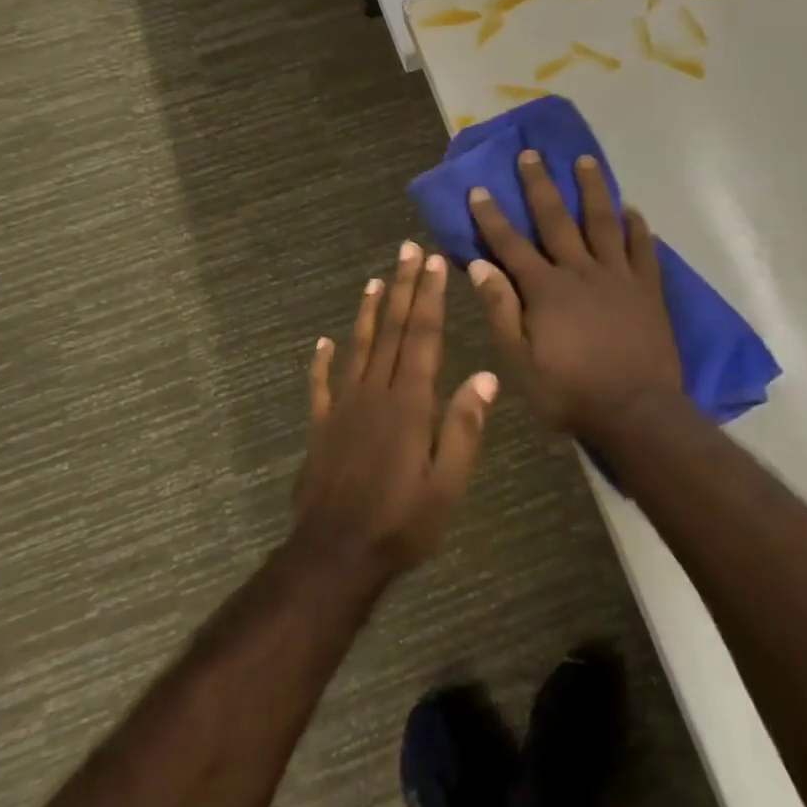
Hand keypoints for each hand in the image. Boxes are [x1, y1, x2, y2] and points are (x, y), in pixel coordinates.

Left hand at [292, 241, 497, 582]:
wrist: (335, 556)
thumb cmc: (402, 523)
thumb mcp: (448, 485)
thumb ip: (465, 428)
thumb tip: (486, 376)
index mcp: (409, 404)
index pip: (421, 338)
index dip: (429, 298)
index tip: (434, 264)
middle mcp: (374, 395)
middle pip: (390, 331)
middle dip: (402, 288)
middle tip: (406, 250)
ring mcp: (342, 409)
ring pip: (357, 349)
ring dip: (367, 313)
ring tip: (374, 280)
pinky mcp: (320, 428)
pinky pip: (321, 386)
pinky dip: (322, 362)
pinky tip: (322, 342)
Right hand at [466, 151, 681, 441]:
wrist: (635, 412)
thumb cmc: (569, 392)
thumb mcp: (520, 361)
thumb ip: (501, 310)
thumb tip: (479, 265)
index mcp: (546, 290)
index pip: (511, 245)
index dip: (492, 217)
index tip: (479, 188)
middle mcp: (580, 271)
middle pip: (557, 220)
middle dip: (540, 186)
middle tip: (532, 154)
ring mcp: (618, 277)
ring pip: (604, 222)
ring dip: (593, 190)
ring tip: (586, 161)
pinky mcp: (647, 290)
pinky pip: (643, 250)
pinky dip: (637, 228)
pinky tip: (633, 210)